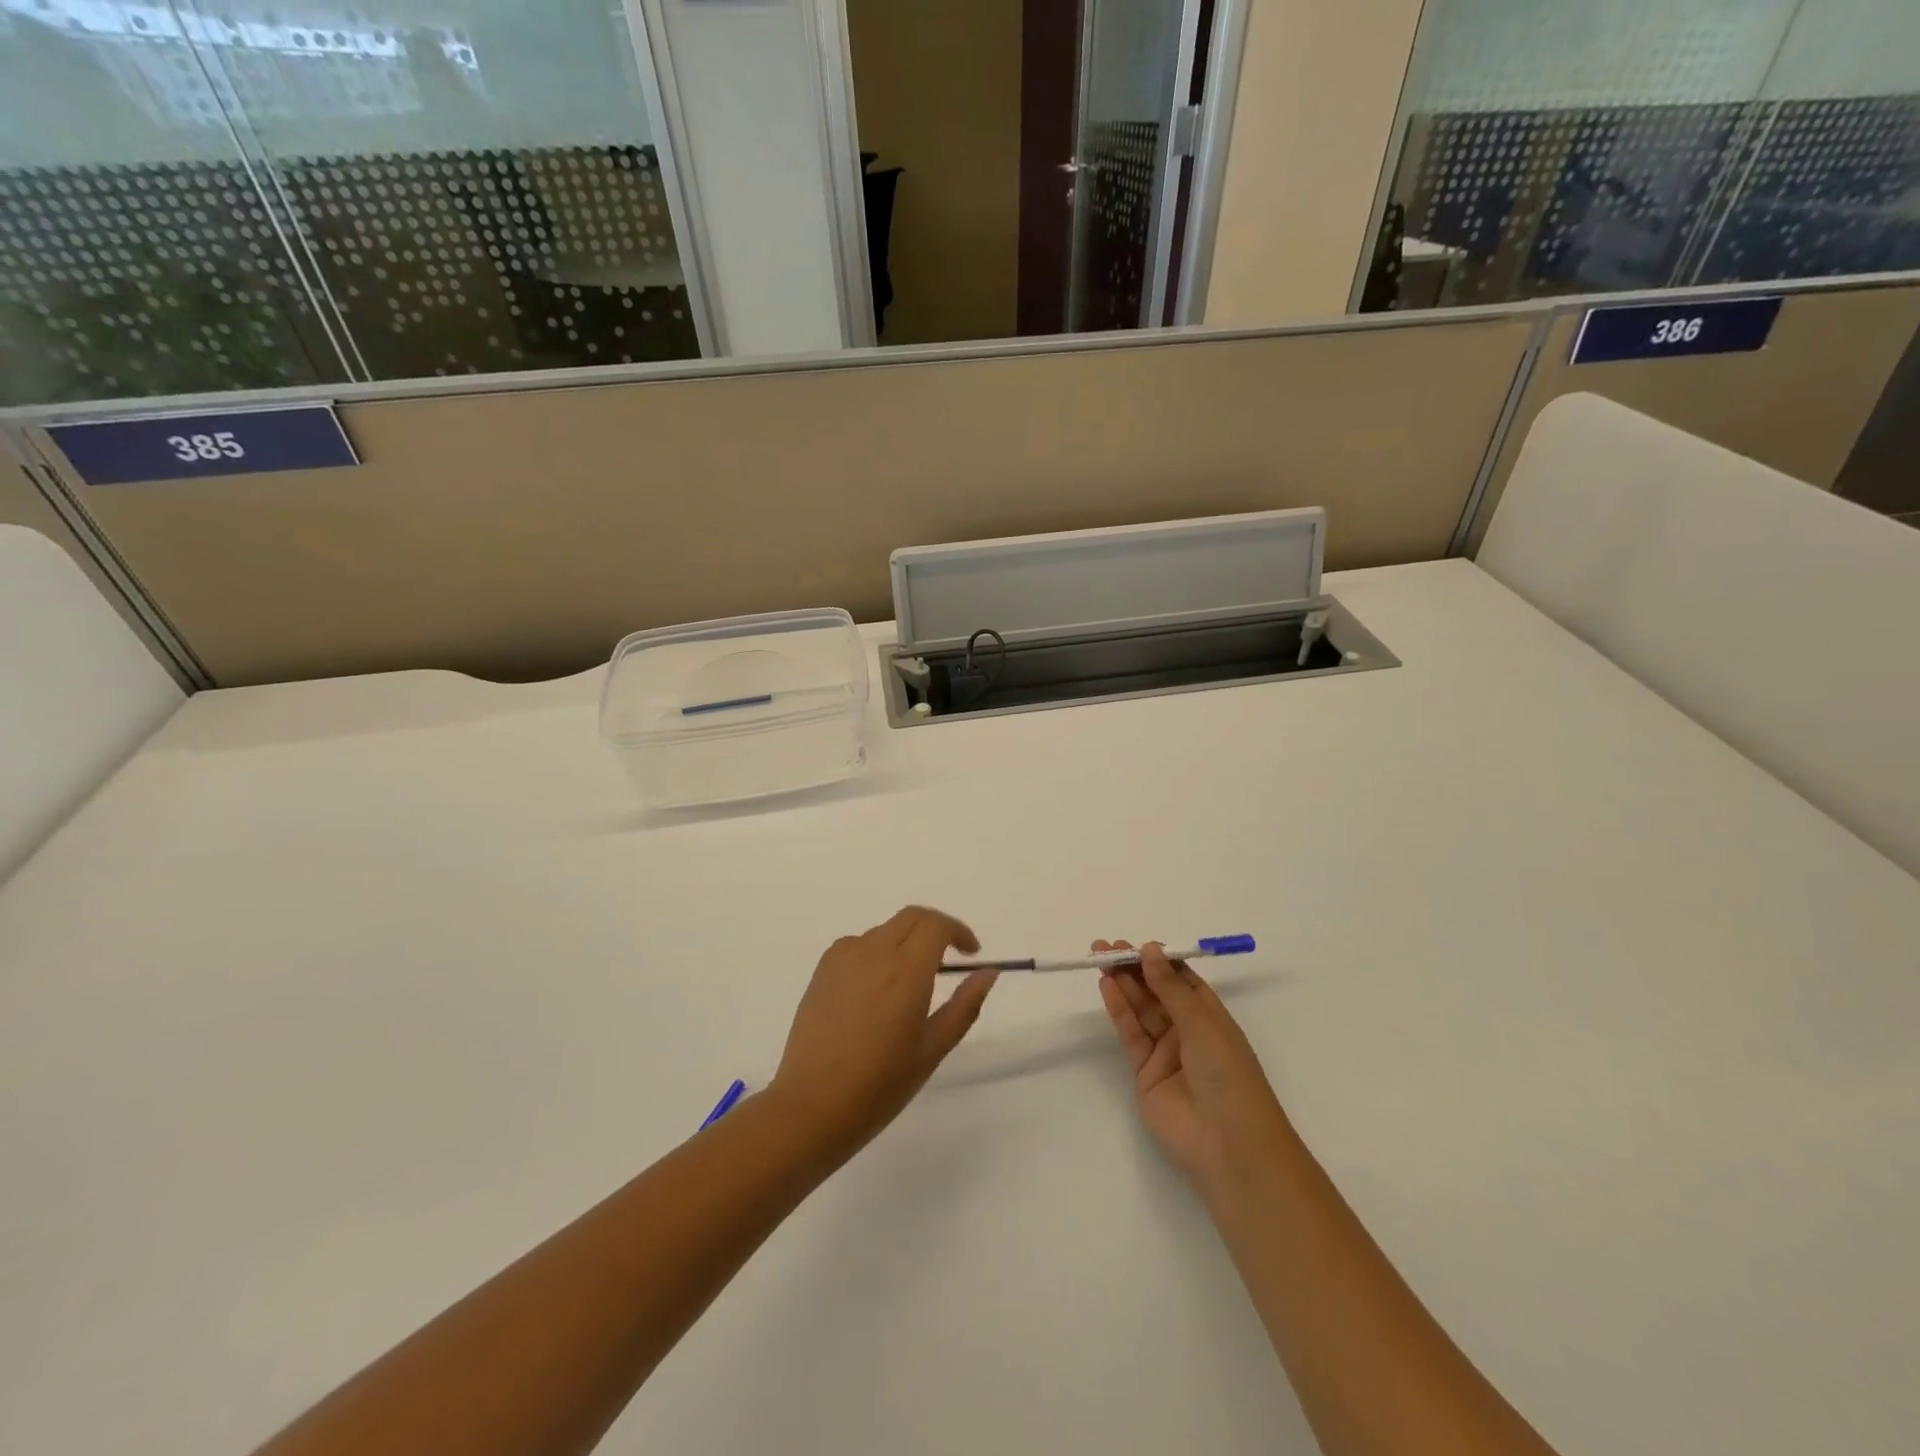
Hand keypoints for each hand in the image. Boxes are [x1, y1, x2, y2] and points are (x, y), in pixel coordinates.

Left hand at [769, 908, 998, 1163]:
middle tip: (948, 960)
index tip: (971, 953)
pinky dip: (876, 953)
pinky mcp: (822, 970)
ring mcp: (843, 957)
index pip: (936, 925)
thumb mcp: (933, 1048)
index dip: (959, 931)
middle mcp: (874, 952)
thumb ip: (964, 1005)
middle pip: (911, 918)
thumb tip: (988, 972)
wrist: (813, 1105)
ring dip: (905, 942)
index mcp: (906, 969)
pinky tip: (876, 990)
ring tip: (910, 983)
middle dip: (935, 929)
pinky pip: (858, 945)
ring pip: (884, 931)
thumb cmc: (881, 1083)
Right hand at [1096, 940, 1288, 1196]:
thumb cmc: (1228, 1076)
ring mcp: (1166, 1053)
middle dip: (1134, 968)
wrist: (1228, 1145)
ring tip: (1100, 957)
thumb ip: (1170, 988)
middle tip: (1107, 946)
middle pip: (1157, 992)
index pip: (1182, 980)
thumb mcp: (1202, 1024)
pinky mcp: (1145, 1073)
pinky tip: (1106, 986)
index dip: (1159, 961)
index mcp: (1212, 1017)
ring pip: (1141, 1010)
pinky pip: (1131, 1033)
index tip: (1137, 944)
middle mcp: (1188, 1031)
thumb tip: (1149, 950)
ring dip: (1122, 983)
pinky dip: (1118, 1009)